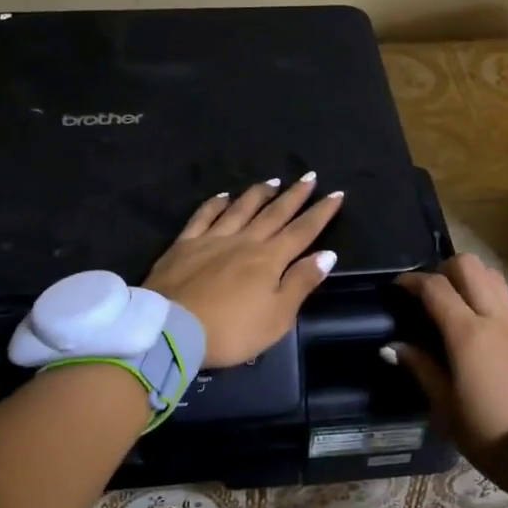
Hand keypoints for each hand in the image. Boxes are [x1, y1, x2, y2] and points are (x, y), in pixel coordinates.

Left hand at [144, 174, 344, 367]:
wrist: (171, 330)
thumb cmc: (231, 330)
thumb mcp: (277, 317)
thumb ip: (301, 283)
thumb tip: (327, 254)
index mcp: (269, 259)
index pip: (302, 231)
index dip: (321, 213)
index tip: (337, 194)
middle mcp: (244, 241)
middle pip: (274, 213)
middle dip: (295, 195)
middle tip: (309, 176)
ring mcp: (212, 239)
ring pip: (240, 209)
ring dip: (259, 194)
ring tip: (273, 181)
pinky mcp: (184, 245)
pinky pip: (203, 216)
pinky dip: (215, 204)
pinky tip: (223, 196)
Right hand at [392, 255, 507, 495]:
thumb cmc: (490, 433)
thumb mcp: (446, 406)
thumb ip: (420, 368)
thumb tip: (392, 347)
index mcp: (468, 334)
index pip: (436, 287)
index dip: (412, 281)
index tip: (397, 287)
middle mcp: (496, 318)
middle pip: (469, 265)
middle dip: (444, 269)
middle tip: (429, 293)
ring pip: (492, 275)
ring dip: (470, 278)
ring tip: (454, 302)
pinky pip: (507, 297)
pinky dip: (488, 294)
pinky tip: (479, 321)